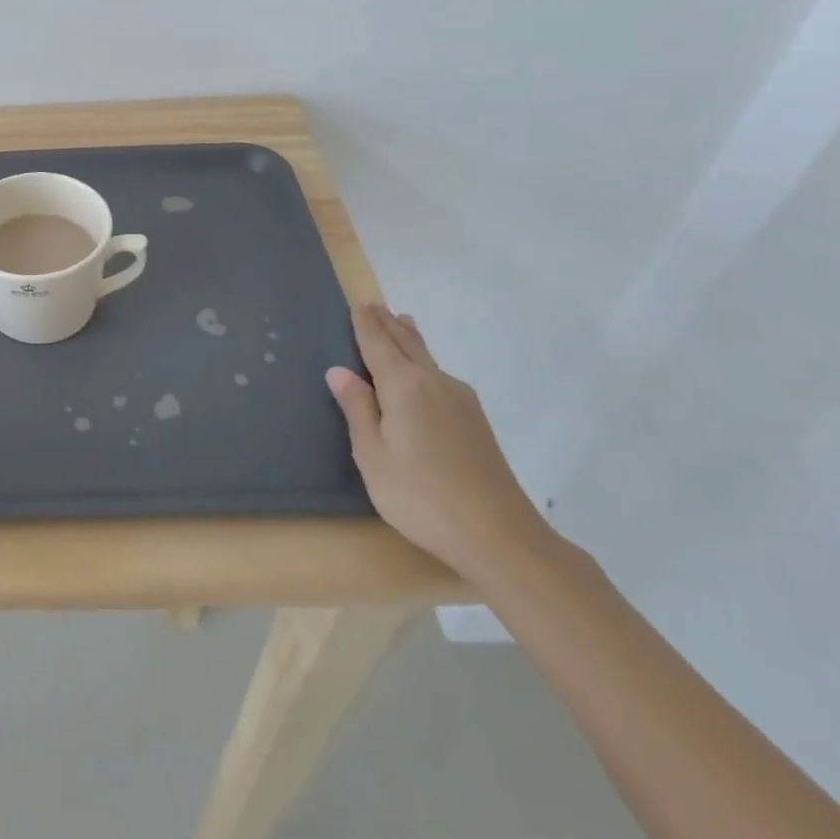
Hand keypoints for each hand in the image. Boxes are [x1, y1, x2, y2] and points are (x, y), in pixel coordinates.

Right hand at [326, 304, 548, 578]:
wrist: (500, 536)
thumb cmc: (421, 495)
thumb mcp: (372, 455)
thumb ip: (357, 409)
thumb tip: (339, 371)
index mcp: (403, 385)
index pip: (378, 344)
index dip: (365, 323)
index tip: (358, 302)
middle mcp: (434, 382)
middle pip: (407, 344)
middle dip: (388, 324)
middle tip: (374, 305)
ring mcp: (461, 401)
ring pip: (428, 358)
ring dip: (410, 339)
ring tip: (402, 323)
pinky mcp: (476, 422)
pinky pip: (441, 376)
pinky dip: (425, 362)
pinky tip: (424, 373)